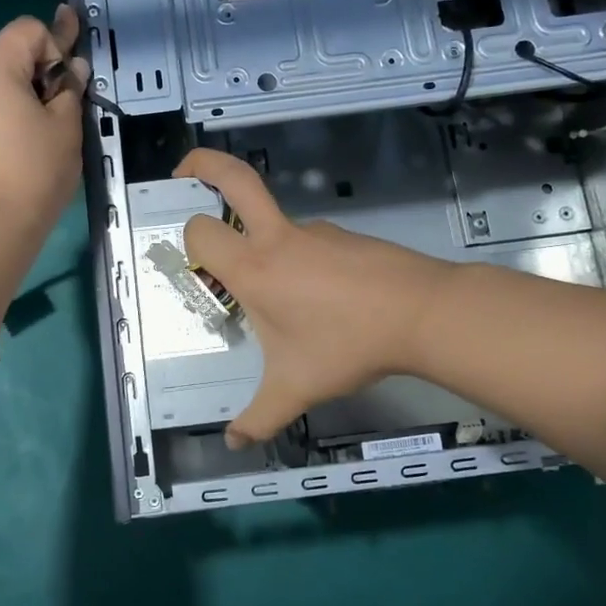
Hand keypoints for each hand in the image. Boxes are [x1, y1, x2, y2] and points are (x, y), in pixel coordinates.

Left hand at [0, 6, 86, 234]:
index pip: (28, 29)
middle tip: (64, 113)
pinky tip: (21, 154)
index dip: (57, 48)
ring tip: (43, 140)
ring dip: (23, 101)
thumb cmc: (33, 172)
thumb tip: (72, 70)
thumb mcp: (66, 128)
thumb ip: (71, 90)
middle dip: (40, 77)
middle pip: (10, 58)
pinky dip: (5, 122)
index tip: (68, 87)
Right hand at [175, 148, 454, 446]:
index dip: (188, 241)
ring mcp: (315, 231)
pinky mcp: (344, 236)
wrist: (422, 313)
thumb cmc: (347, 345)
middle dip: (202, 164)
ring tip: (283, 302)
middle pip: (234, 177)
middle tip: (182, 172)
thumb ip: (259, 417)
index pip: (200, 230)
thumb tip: (235, 441)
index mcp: (254, 268)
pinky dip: (300, 261)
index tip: (193, 263)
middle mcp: (278, 238)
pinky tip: (321, 302)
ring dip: (262, 243)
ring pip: (273, 222)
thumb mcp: (296, 388)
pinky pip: (308, 243)